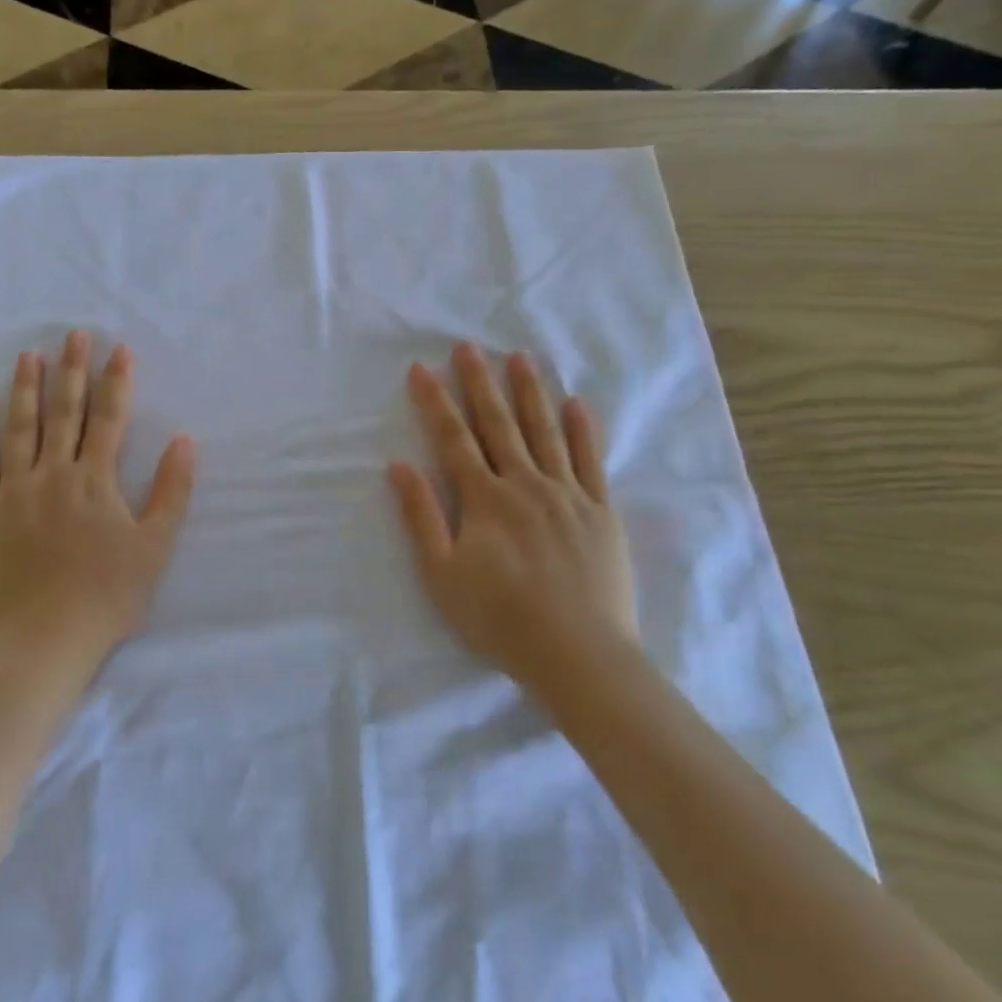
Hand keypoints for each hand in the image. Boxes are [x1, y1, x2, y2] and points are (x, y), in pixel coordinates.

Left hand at [0, 331, 194, 673]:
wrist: (43, 639)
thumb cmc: (107, 595)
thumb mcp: (155, 546)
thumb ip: (171, 490)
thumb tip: (185, 441)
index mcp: (95, 480)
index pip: (108, 418)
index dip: (116, 382)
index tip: (119, 349)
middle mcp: (52, 474)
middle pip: (64, 413)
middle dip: (71, 370)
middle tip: (74, 334)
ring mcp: (12, 492)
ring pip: (19, 429)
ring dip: (26, 390)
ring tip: (28, 356)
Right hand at [389, 344, 637, 688]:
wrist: (579, 655)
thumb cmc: (500, 619)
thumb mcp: (442, 574)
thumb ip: (421, 517)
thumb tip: (399, 466)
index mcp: (485, 499)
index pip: (453, 438)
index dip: (435, 401)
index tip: (421, 368)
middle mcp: (525, 484)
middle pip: (499, 424)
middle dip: (479, 383)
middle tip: (468, 346)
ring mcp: (569, 495)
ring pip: (546, 431)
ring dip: (530, 392)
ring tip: (520, 358)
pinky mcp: (602, 512)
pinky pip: (592, 461)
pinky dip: (583, 430)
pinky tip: (576, 403)